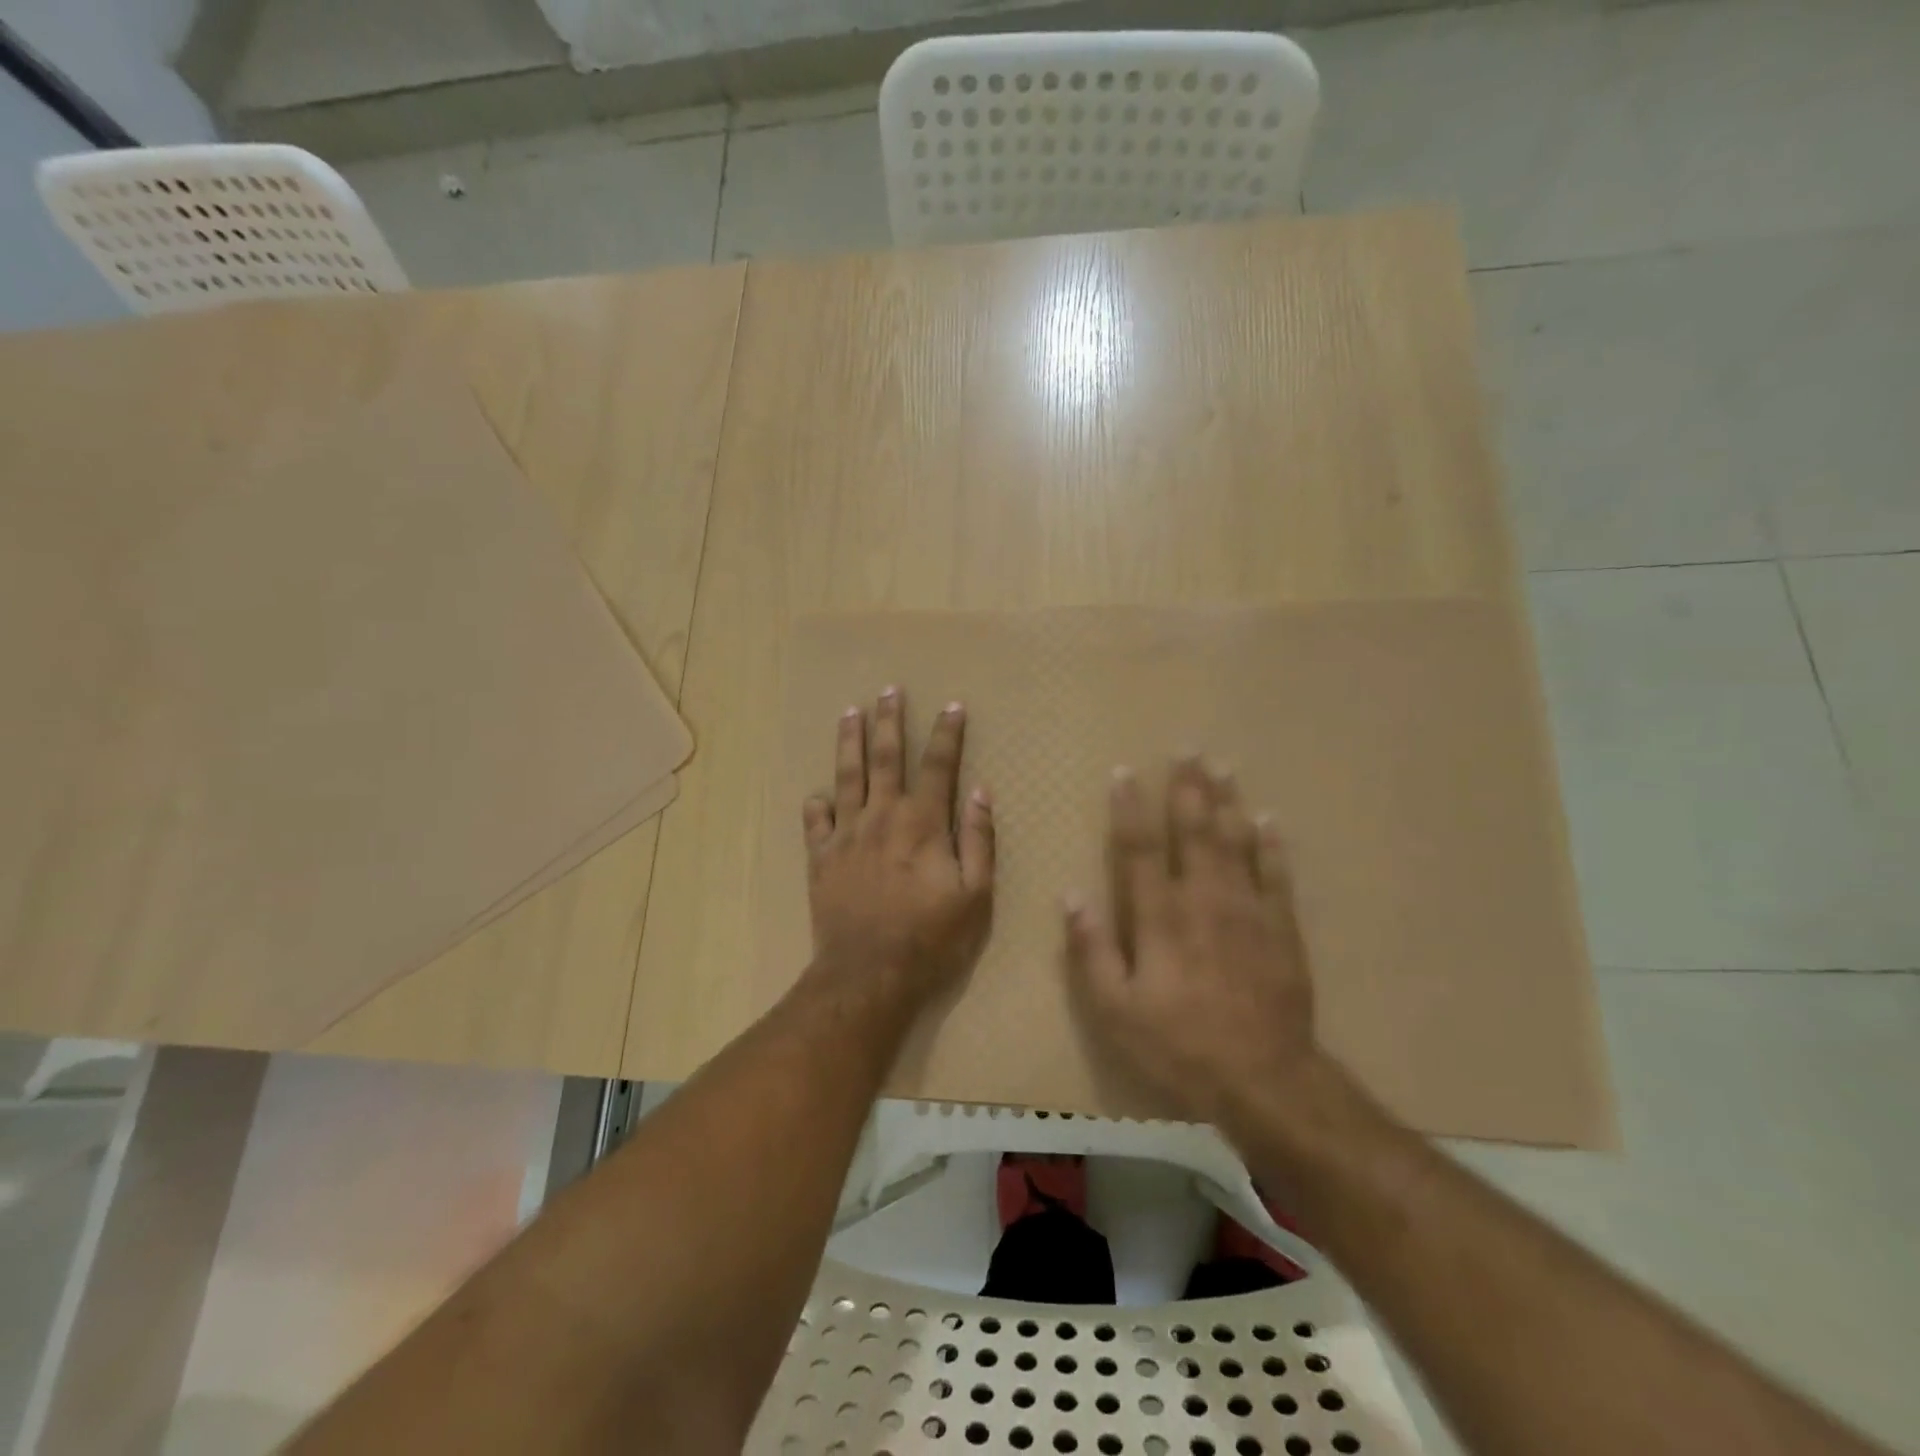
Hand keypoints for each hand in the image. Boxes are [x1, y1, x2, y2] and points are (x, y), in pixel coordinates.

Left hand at [802, 688, 994, 1003]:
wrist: (869, 975)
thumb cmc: (932, 938)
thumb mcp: (975, 895)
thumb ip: (978, 839)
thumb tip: (981, 791)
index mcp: (923, 823)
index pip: (939, 765)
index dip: (947, 733)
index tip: (953, 705)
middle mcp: (883, 816)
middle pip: (886, 757)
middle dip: (890, 721)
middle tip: (889, 690)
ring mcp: (847, 835)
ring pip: (847, 776)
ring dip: (850, 742)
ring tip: (850, 712)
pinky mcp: (821, 858)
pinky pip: (816, 821)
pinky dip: (817, 803)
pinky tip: (818, 793)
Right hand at [1066, 756, 1317, 1127]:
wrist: (1264, 1080)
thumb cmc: (1178, 1044)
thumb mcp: (1114, 1009)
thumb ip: (1091, 950)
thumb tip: (1071, 896)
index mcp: (1159, 915)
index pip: (1139, 848)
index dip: (1129, 808)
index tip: (1124, 772)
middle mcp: (1203, 898)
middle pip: (1193, 830)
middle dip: (1187, 787)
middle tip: (1187, 748)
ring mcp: (1247, 909)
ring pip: (1235, 841)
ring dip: (1227, 801)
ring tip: (1222, 766)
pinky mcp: (1281, 927)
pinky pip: (1276, 874)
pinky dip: (1271, 844)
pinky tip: (1268, 819)